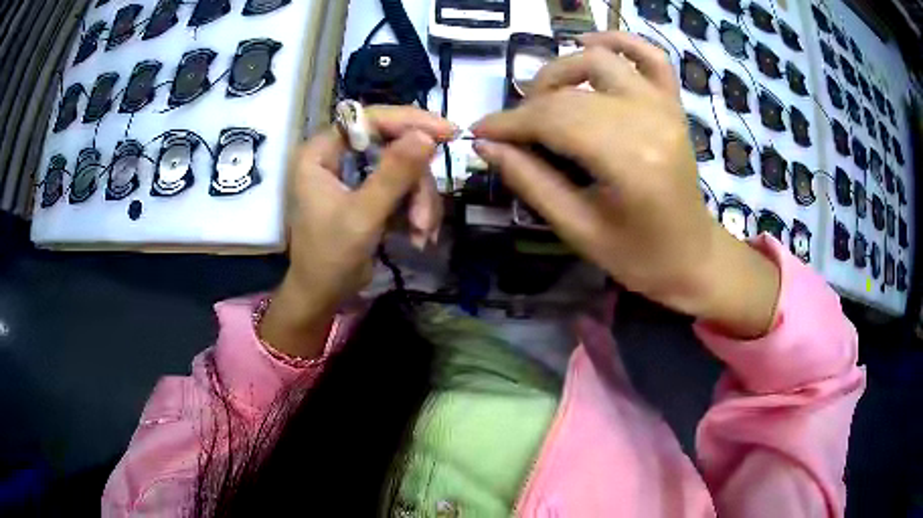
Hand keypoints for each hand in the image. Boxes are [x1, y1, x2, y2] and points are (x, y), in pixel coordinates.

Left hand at [261, 107, 454, 358]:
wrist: (323, 296)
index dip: (409, 121)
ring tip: (422, 234)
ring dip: (420, 202)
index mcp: (321, 152)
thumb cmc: (330, 257)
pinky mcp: (368, 192)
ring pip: (403, 169)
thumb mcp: (363, 215)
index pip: (369, 120)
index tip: (447, 133)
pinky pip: (402, 188)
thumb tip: (427, 135)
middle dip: (416, 183)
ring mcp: (354, 174)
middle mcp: (336, 156)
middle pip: (392, 146)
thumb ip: (393, 174)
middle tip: (425, 218)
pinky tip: (419, 236)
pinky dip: (415, 210)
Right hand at [472, 32, 779, 337]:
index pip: (554, 120)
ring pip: (600, 61)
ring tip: (542, 98)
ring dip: (560, 70)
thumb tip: (485, 145)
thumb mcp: (578, 229)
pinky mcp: (673, 104)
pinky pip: (649, 55)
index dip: (509, 122)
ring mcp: (665, 107)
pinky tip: (588, 42)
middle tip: (511, 131)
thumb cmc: (637, 256)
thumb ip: (530, 182)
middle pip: (571, 92)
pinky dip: (618, 41)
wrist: (692, 255)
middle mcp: (649, 120)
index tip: (479, 131)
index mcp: (629, 161)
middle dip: (528, 105)